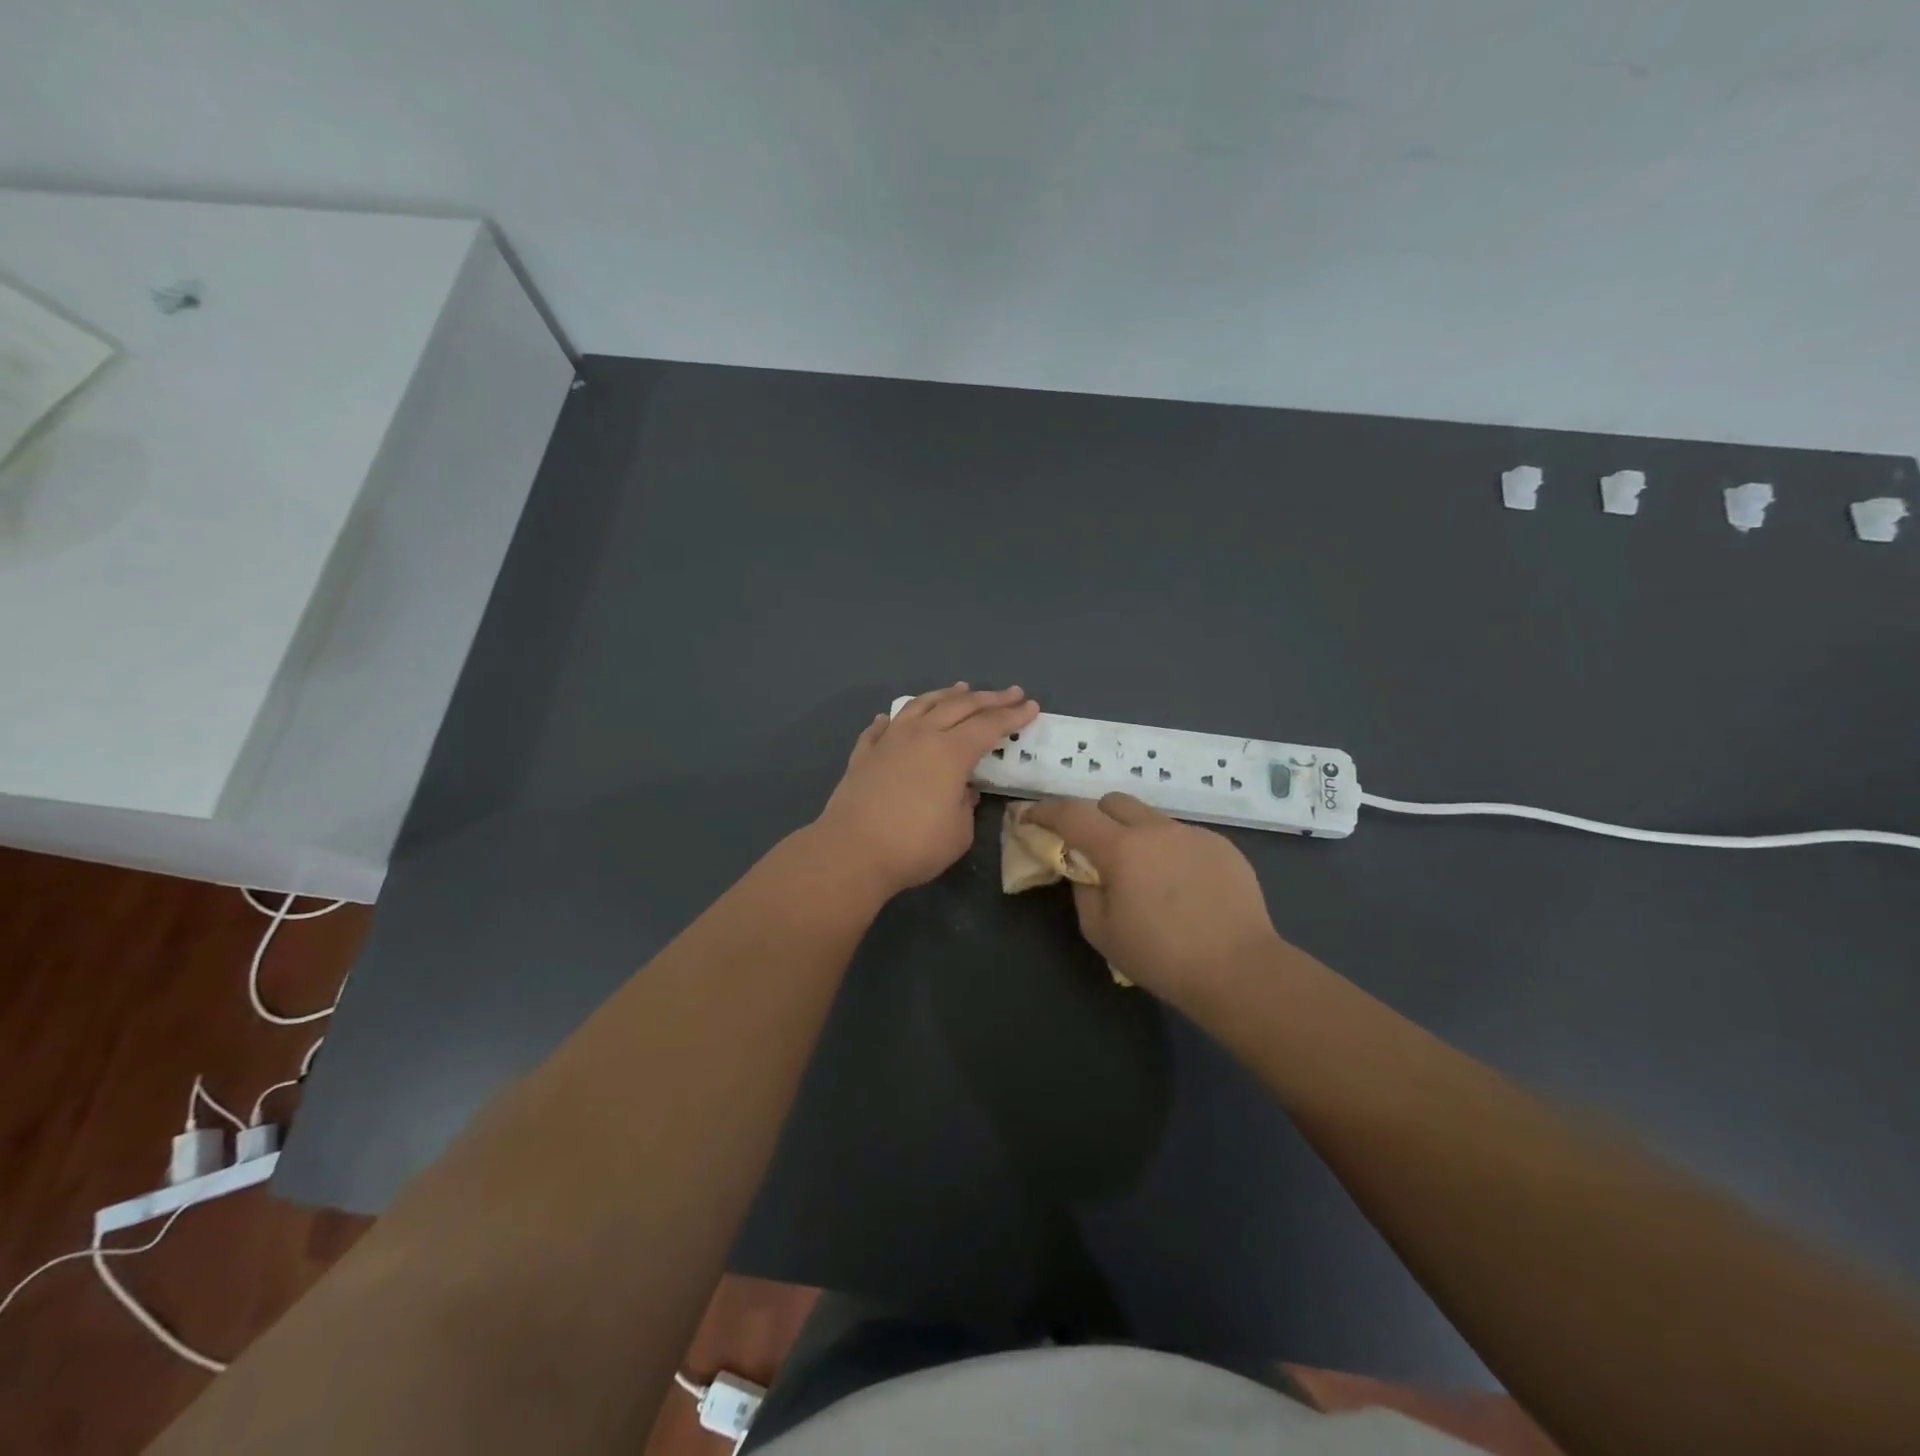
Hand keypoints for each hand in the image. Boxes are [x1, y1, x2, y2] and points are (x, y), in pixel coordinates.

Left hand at [813, 684, 1039, 900]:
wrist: (851, 852)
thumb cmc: (914, 846)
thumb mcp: (958, 832)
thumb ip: (966, 805)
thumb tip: (963, 789)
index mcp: (951, 752)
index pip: (989, 726)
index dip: (1013, 716)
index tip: (1031, 706)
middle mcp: (921, 736)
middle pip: (959, 707)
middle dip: (989, 698)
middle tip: (1011, 693)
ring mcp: (889, 741)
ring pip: (920, 706)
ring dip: (944, 695)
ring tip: (960, 688)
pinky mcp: (863, 755)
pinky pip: (880, 728)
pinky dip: (893, 719)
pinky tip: (892, 717)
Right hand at [1024, 792, 1280, 1006]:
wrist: (1238, 970)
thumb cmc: (1161, 957)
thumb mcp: (1101, 931)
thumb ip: (1083, 890)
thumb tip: (1085, 869)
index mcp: (1122, 848)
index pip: (1072, 814)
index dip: (1046, 811)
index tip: (1031, 816)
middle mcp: (1157, 829)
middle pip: (1114, 802)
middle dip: (1095, 817)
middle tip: (1093, 847)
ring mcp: (1193, 834)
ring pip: (1152, 819)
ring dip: (1136, 835)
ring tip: (1145, 874)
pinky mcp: (1222, 846)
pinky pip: (1183, 837)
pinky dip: (1170, 851)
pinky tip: (1182, 887)